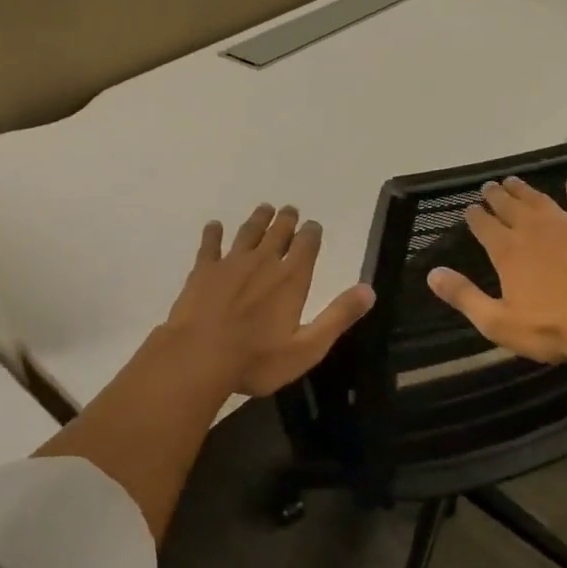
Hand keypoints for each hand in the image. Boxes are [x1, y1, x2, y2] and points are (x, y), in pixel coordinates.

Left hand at [163, 204, 373, 397]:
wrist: (197, 357)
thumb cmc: (256, 359)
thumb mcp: (307, 347)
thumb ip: (338, 317)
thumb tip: (369, 290)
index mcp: (291, 279)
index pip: (307, 245)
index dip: (312, 233)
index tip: (313, 225)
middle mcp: (263, 262)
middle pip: (278, 232)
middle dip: (286, 220)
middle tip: (290, 210)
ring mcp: (230, 263)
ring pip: (248, 232)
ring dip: (258, 219)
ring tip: (264, 208)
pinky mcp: (203, 270)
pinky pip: (210, 245)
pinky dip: (214, 234)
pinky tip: (214, 226)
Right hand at [425, 176, 566, 364]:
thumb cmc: (550, 327)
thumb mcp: (497, 322)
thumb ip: (464, 296)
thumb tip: (433, 274)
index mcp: (506, 251)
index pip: (484, 226)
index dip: (475, 216)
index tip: (469, 208)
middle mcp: (531, 229)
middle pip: (509, 206)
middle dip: (496, 196)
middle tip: (488, 186)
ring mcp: (564, 224)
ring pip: (538, 200)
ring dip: (524, 189)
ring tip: (514, 180)